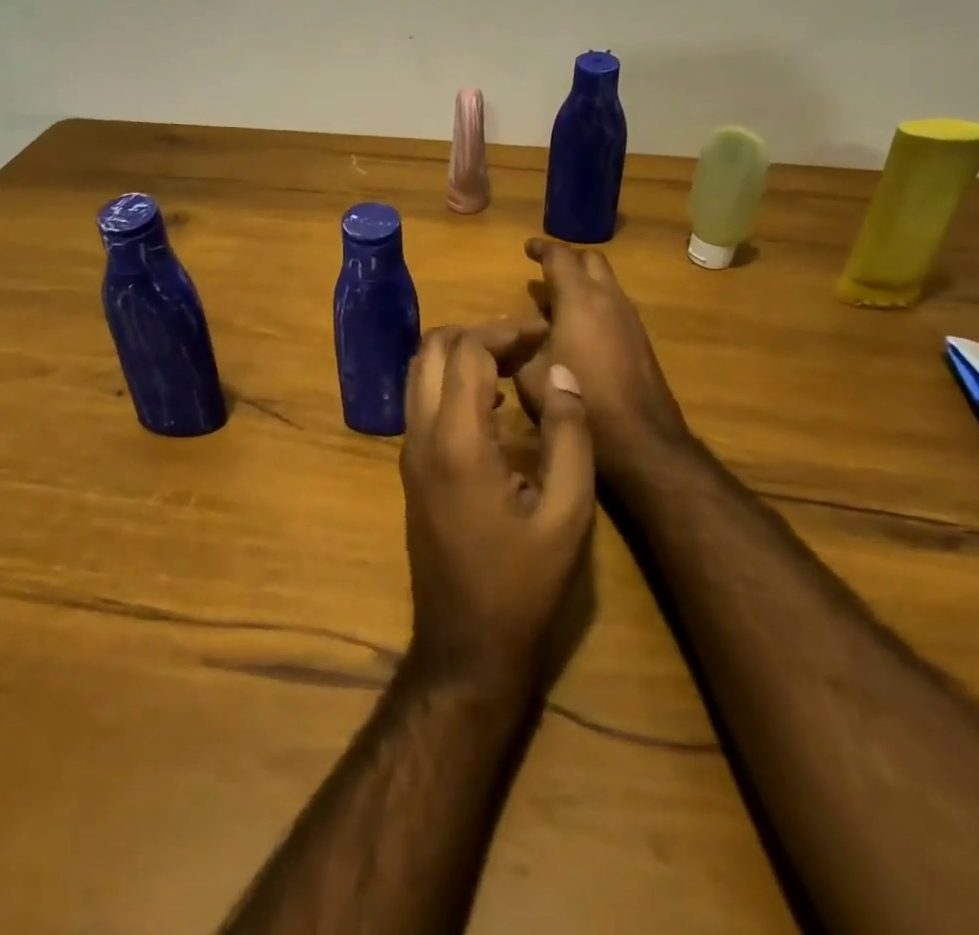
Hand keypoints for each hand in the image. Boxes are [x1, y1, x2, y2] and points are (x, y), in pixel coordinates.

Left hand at [400, 323, 594, 696]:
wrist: (465, 647)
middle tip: (525, 345)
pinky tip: (495, 405)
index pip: (467, 350)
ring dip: (461, 355)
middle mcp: (421, 434)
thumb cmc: (523, 583)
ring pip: (419, 371)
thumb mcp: (568, 513)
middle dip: (478, 333)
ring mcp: (409, 452)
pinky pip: (422, 402)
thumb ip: (569, 435)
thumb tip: (562, 375)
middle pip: (431, 348)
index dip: (505, 331)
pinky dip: (451, 382)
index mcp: (457, 440)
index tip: (543, 334)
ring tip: (513, 365)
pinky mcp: (410, 470)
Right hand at [515, 238, 689, 471]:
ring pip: (606, 283)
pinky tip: (577, 330)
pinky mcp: (641, 340)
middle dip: (567, 259)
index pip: (560, 257)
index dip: (541, 248)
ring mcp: (630, 319)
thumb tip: (514, 328)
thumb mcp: (531, 375)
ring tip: (555, 302)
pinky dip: (594, 304)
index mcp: (579, 299)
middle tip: (544, 270)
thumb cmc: (581, 399)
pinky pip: (614, 306)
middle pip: (591, 260)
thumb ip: (520, 345)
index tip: (527, 248)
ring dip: (583, 283)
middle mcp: (609, 299)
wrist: (641, 439)